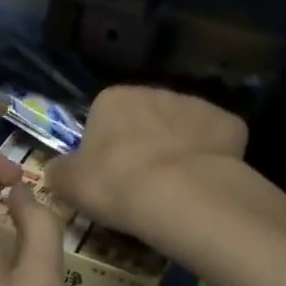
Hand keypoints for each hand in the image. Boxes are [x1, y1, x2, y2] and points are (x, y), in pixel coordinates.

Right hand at [46, 85, 248, 251]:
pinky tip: (206, 186)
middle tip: (141, 186)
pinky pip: (216, 142)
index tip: (110, 178)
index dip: (106, 149)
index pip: (104, 118)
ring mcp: (195, 104)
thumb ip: (59, 172)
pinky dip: (213, 159)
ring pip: (182, 129)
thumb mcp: (69, 184)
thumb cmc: (115, 183)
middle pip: (146, 119)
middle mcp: (155, 91)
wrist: (179, 193)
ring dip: (178, 151)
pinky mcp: (229, 123)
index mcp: (113, 99)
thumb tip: (56, 171)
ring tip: (175, 191)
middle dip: (145, 145)